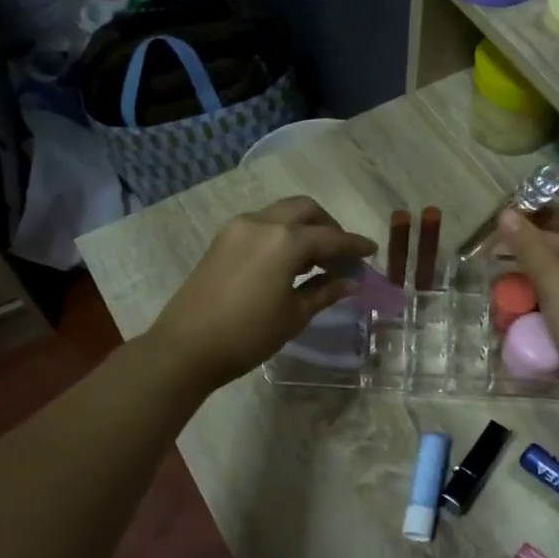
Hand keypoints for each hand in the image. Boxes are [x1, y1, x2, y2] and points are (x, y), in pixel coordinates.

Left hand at [148, 197, 375, 388]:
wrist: (186, 347)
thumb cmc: (248, 334)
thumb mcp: (294, 315)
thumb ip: (325, 292)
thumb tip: (351, 282)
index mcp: (286, 240)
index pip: (331, 238)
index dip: (354, 246)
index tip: (372, 251)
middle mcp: (263, 223)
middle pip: (305, 210)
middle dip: (329, 226)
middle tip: (342, 254)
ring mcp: (238, 228)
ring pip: (282, 214)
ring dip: (304, 229)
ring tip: (317, 262)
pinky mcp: (222, 240)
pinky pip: (262, 226)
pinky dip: (282, 235)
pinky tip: (289, 263)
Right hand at [497, 176, 558, 399]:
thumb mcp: (557, 283)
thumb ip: (530, 247)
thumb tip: (504, 215)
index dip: (558, 184)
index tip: (524, 185)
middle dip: (540, 220)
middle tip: (503, 221)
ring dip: (540, 247)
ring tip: (502, 247)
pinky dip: (549, 269)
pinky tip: (519, 272)